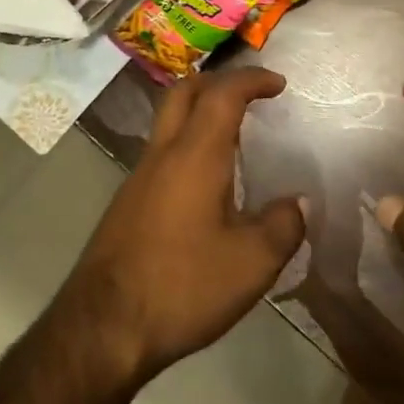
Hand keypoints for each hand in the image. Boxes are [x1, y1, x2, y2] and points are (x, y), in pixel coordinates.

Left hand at [64, 68, 306, 384]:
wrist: (105, 323)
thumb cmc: (183, 286)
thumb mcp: (251, 264)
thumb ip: (282, 226)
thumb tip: (297, 203)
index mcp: (194, 155)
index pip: (222, 94)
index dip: (251, 80)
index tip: (279, 84)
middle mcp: (162, 153)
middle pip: (184, 92)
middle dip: (219, 81)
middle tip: (251, 93)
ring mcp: (139, 175)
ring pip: (168, 119)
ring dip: (200, 111)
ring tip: (235, 133)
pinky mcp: (129, 200)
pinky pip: (162, 150)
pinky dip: (188, 141)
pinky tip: (207, 178)